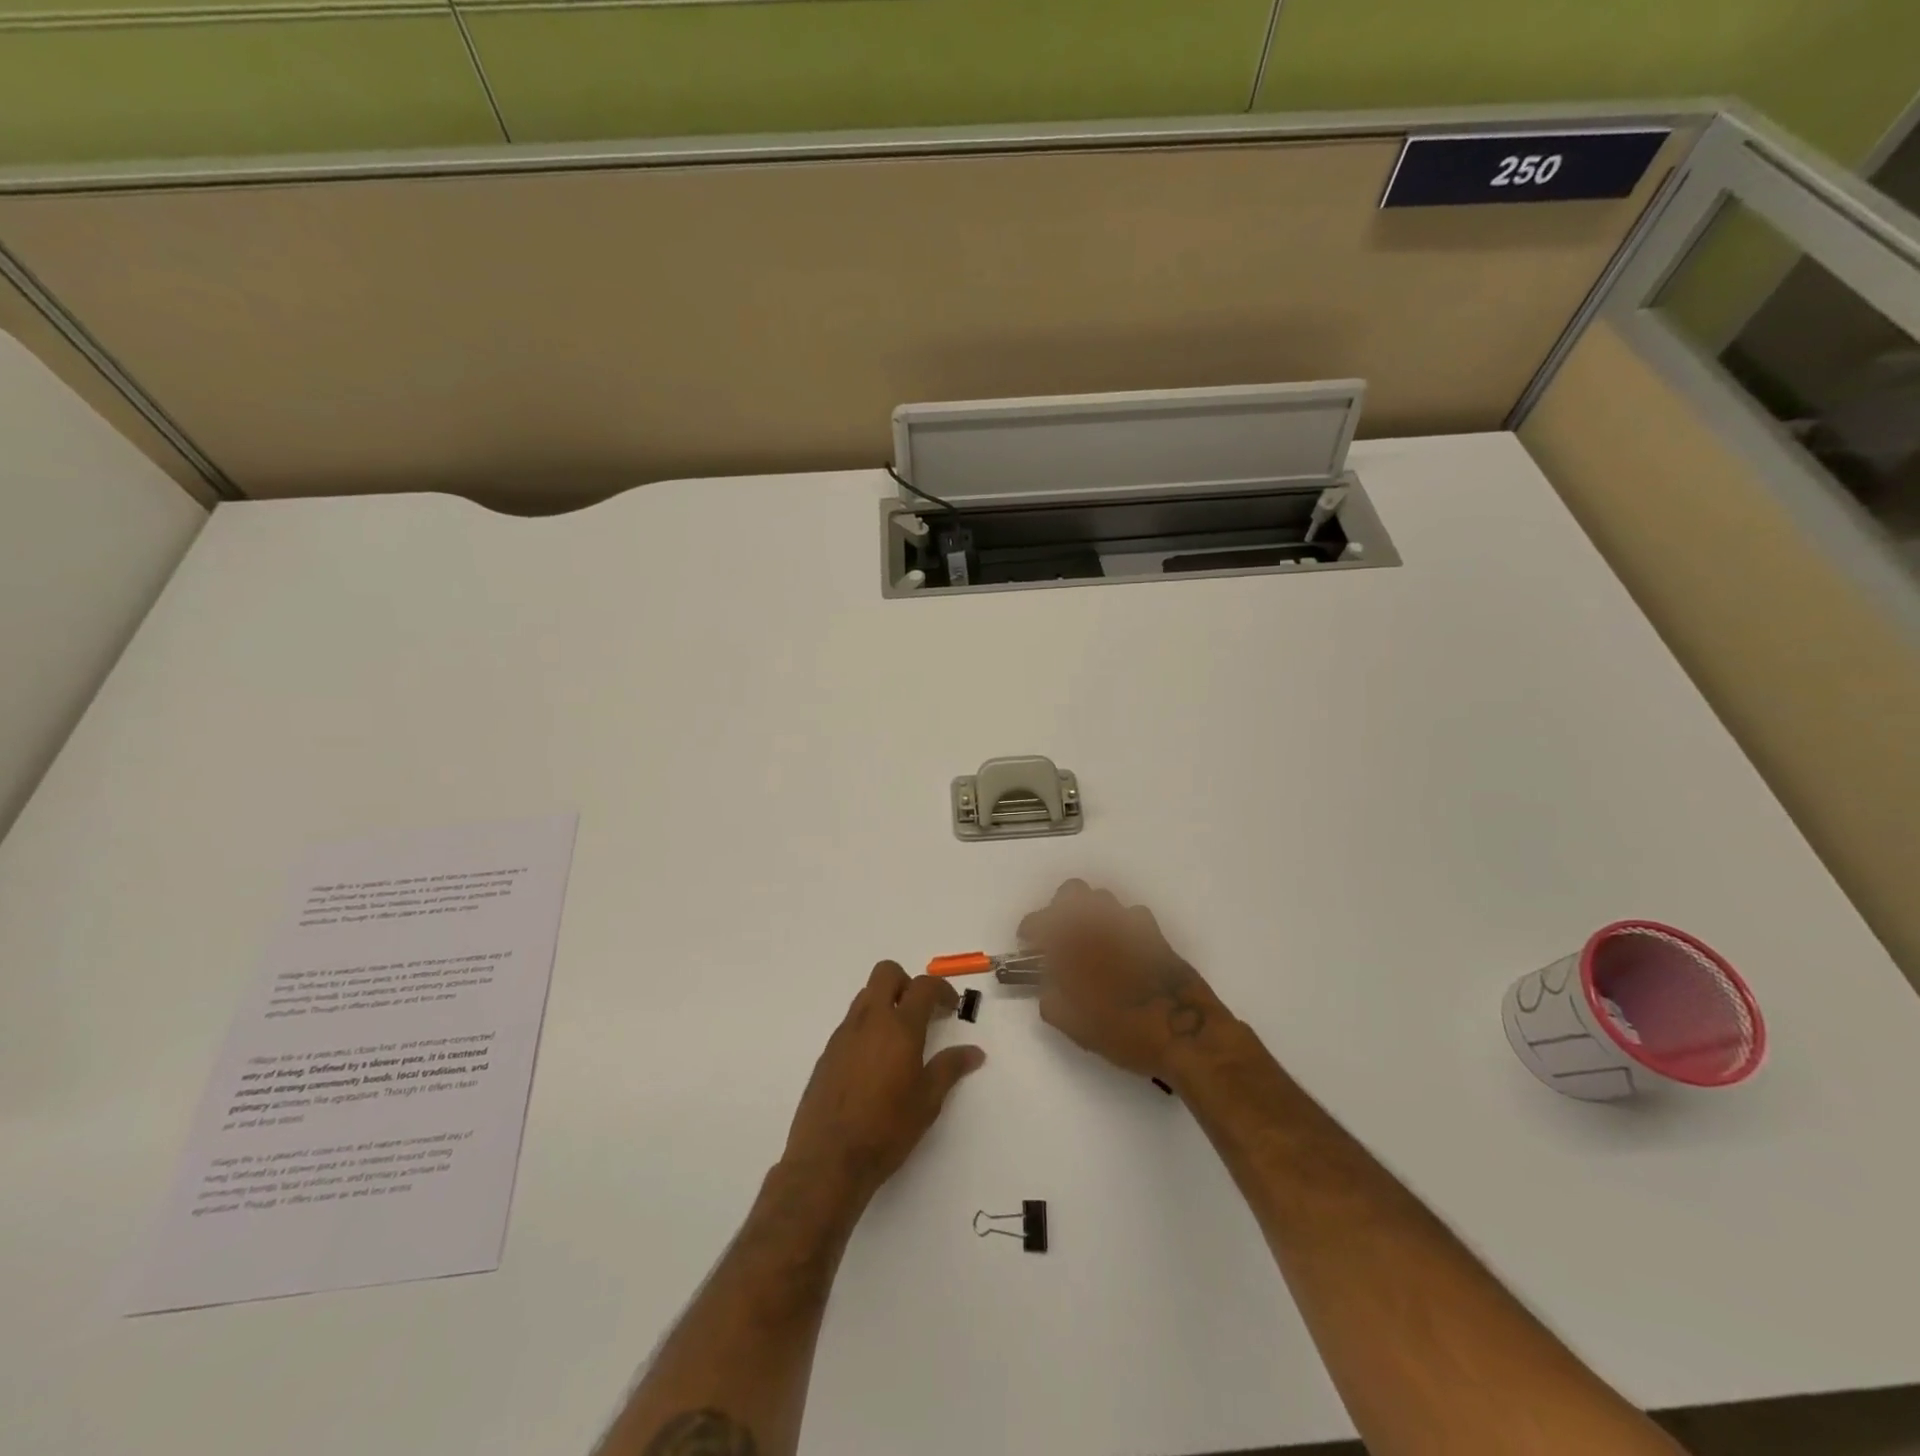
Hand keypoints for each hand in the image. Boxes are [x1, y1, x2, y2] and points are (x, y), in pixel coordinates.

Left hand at [782, 961, 985, 1204]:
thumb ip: (950, 1069)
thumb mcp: (927, 1101)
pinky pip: (851, 1022)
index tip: (950, 1008)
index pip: (923, 986)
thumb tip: (974, 1052)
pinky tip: (875, 1062)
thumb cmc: (886, 1129)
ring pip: (866, 995)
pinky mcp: (827, 1052)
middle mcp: (869, 1020)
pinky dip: (868, 1026)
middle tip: (921, 1012)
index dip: (942, 990)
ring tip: (899, 1039)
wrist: (828, 1159)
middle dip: (907, 983)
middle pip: (886, 973)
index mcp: (899, 1027)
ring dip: (885, 1002)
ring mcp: (844, 1033)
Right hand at [1020, 880, 1230, 1080]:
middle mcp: (1101, 924)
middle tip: (1058, 936)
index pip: (1041, 921)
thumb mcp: (1076, 1026)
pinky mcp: (1155, 935)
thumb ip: (1052, 1000)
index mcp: (1075, 943)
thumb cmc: (1126, 1032)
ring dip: (1091, 914)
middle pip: (1073, 892)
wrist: (1187, 1034)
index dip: (1030, 930)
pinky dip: (1120, 926)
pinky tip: (1122, 950)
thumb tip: (1049, 986)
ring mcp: (1131, 925)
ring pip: (1104, 900)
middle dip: (1060, 908)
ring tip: (1090, 942)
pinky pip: (1131, 916)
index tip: (1027, 945)